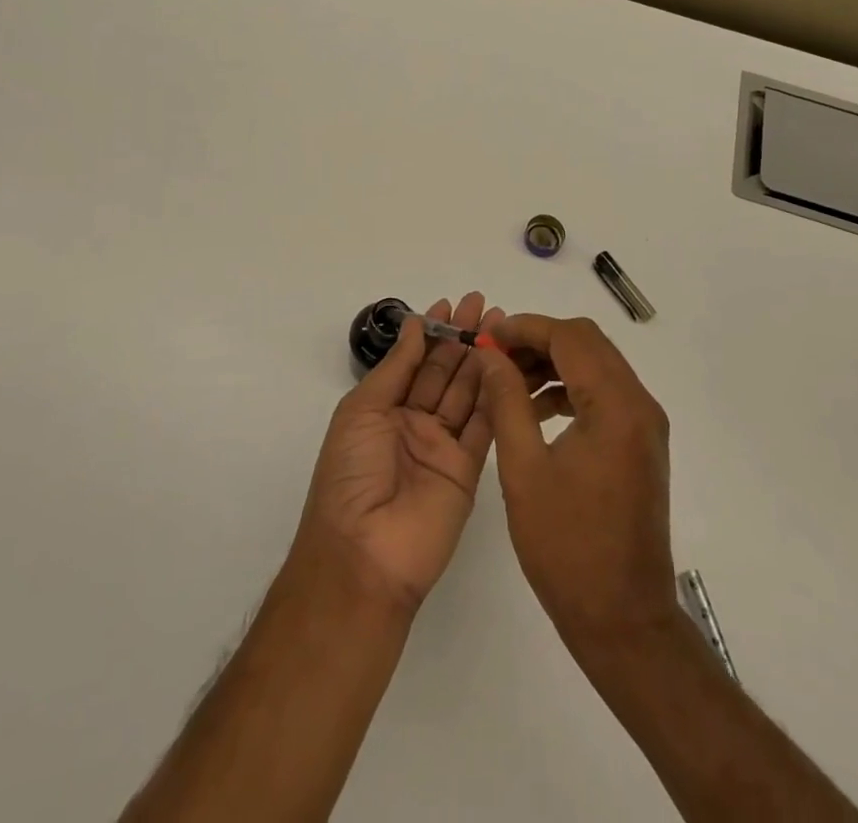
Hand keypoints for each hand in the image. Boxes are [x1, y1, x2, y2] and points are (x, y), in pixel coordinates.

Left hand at [293, 293, 504, 614]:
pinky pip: (484, 426)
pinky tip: (506, 365)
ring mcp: (443, 447)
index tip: (452, 303)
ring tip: (502, 325)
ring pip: (467, 393)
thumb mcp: (362, 410)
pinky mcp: (469, 470)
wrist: (364, 553)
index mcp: (383, 409)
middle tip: (484, 304)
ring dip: (483, 359)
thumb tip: (414, 324)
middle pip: (444, 372)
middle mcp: (414, 423)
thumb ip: (396, 368)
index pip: (414, 361)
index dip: (433, 332)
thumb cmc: (351, 473)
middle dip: (462, 337)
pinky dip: (496, 396)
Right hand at [473, 314, 678, 657]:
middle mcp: (639, 405)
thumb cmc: (568, 547)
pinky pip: (604, 394)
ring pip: (596, 365)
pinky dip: (569, 389)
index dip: (525, 328)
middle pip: (587, 344)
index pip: (570, 337)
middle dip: (538, 341)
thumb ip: (506, 401)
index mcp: (616, 406)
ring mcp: (645, 425)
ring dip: (552, 364)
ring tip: (508, 383)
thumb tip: (490, 355)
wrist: (624, 620)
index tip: (486, 337)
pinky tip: (535, 411)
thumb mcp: (523, 468)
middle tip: (495, 357)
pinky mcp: (641, 444)